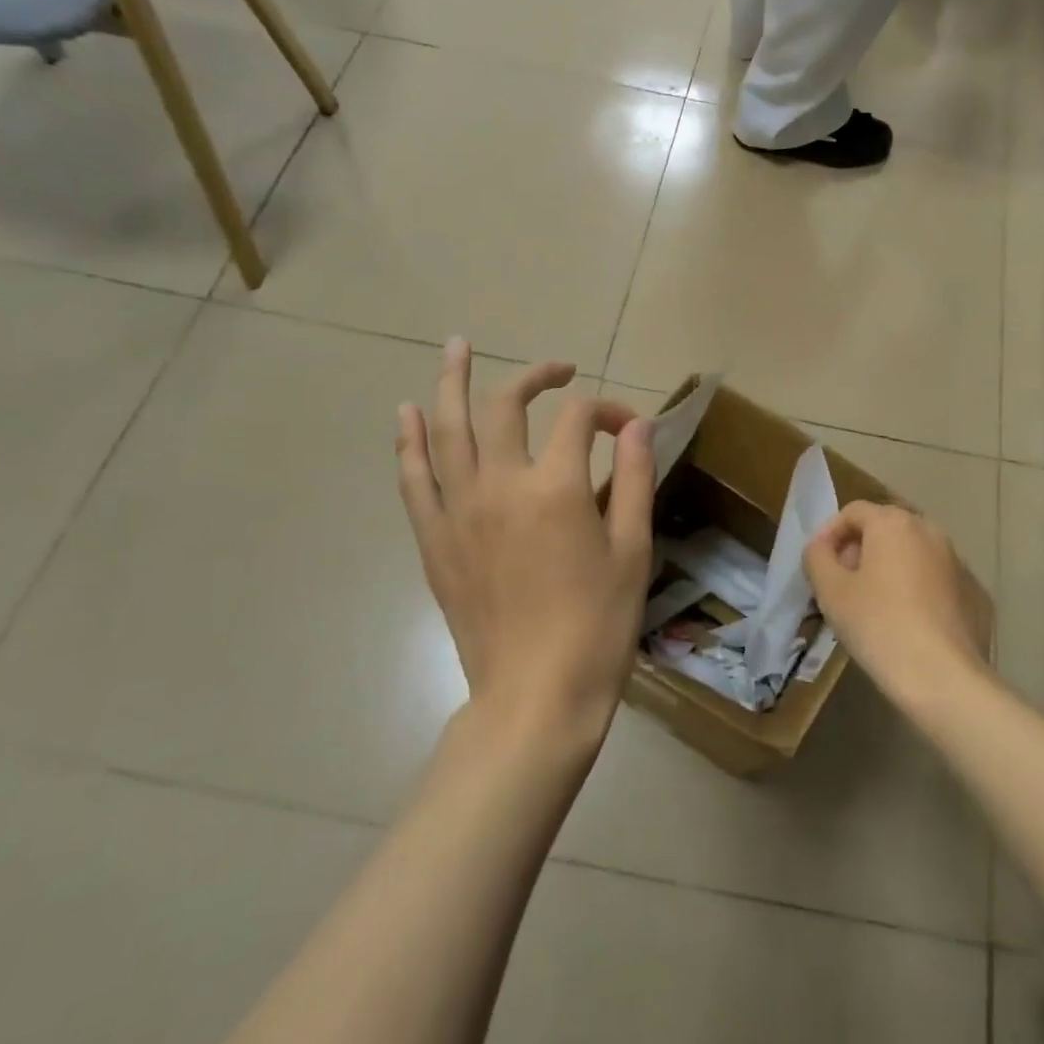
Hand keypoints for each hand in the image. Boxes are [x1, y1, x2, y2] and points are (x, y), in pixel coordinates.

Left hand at [396, 340, 655, 739]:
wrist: (535, 696)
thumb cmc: (598, 626)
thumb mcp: (632, 550)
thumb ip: (636, 479)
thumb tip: (638, 425)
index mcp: (556, 488)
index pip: (579, 420)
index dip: (609, 412)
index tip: (630, 430)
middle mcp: (500, 486)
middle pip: (507, 407)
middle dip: (535, 378)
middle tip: (559, 371)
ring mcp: (459, 512)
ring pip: (446, 430)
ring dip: (450, 383)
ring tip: (455, 347)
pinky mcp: (435, 541)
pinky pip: (414, 480)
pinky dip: (408, 443)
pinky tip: (405, 416)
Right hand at [803, 501, 992, 704]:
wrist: (943, 677)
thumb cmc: (878, 625)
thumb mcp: (830, 591)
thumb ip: (817, 557)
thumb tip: (821, 547)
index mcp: (894, 523)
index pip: (853, 512)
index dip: (829, 534)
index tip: (818, 566)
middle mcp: (930, 531)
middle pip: (885, 529)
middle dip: (859, 550)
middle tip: (842, 585)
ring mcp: (958, 562)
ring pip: (912, 554)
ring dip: (888, 569)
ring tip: (872, 605)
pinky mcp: (975, 593)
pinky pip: (935, 580)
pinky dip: (916, 590)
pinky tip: (907, 624)